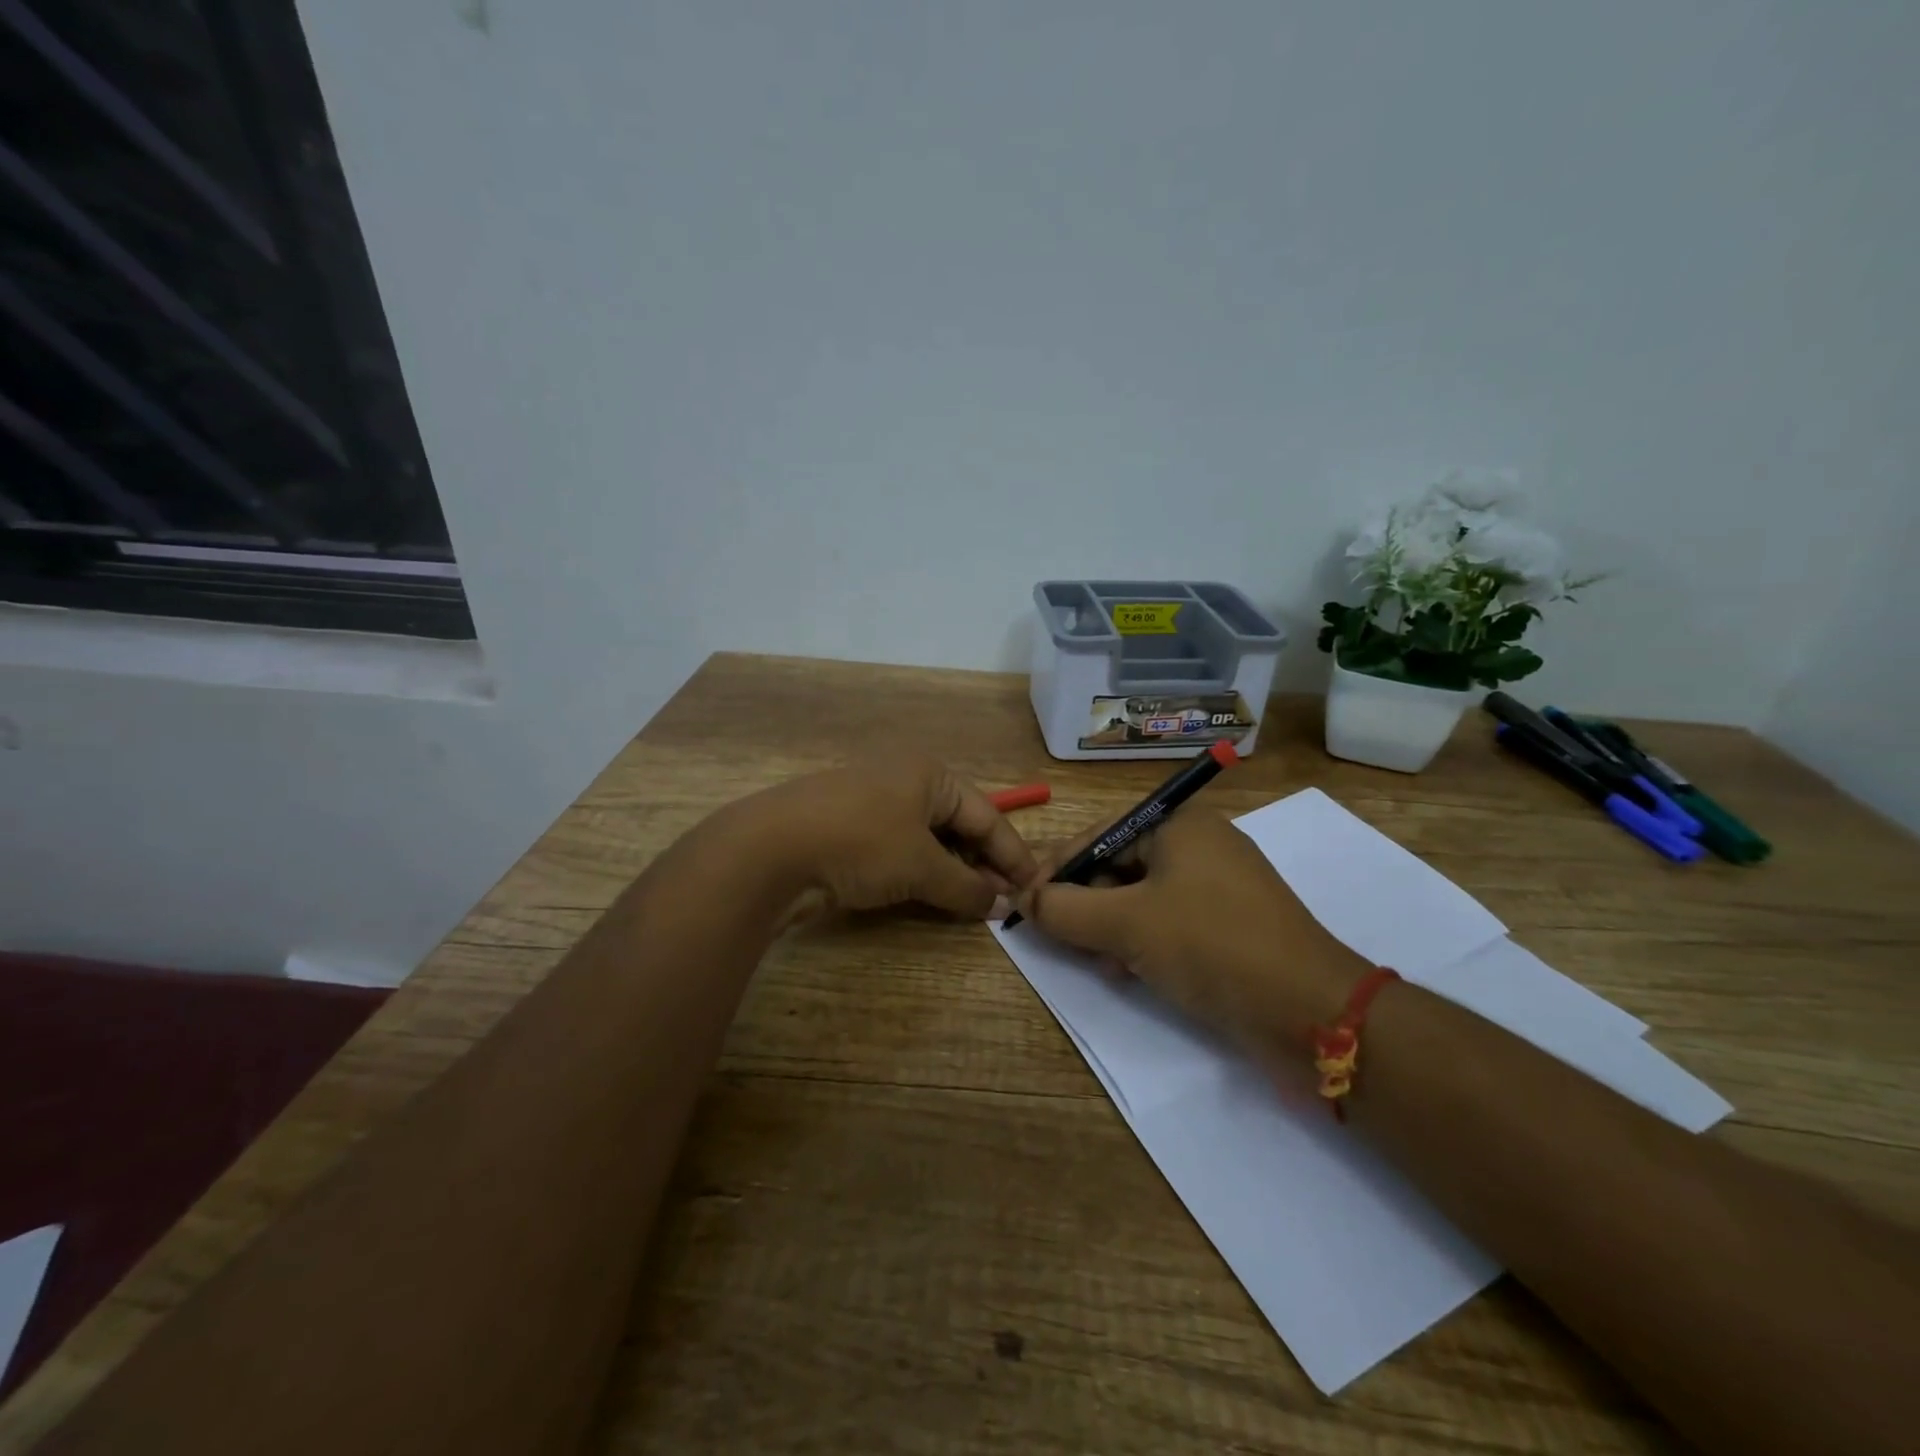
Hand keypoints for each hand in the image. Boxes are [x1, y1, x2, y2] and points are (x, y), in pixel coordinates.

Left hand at [745, 756, 1040, 918]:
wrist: (770, 849)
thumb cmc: (861, 843)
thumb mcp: (921, 866)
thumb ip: (967, 886)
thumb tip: (1002, 904)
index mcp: (930, 774)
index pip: (987, 815)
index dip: (1012, 854)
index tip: (1035, 888)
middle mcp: (905, 781)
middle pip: (959, 825)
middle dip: (982, 864)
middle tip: (1005, 902)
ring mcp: (874, 804)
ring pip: (929, 840)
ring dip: (952, 872)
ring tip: (973, 904)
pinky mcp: (850, 830)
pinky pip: (900, 850)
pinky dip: (921, 873)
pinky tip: (931, 897)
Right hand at [1014, 810, 1366, 1050]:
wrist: (1311, 1011)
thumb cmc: (1210, 945)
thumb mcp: (1126, 924)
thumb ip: (1065, 909)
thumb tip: (1024, 899)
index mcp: (1180, 825)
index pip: (1099, 835)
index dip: (1057, 868)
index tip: (1025, 901)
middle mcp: (1201, 846)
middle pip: (1120, 865)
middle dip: (1085, 901)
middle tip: (1058, 935)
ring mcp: (1221, 887)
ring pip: (1143, 898)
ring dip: (1110, 926)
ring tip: (1096, 960)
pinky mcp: (1233, 926)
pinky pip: (1171, 922)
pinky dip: (1143, 942)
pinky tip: (1129, 972)